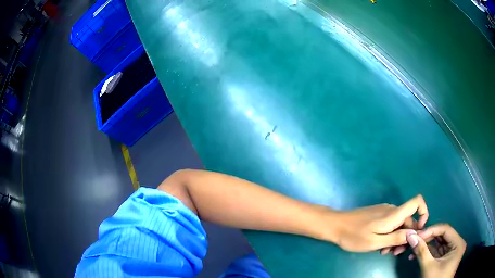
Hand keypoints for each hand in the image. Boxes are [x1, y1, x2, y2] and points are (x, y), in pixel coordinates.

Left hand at [334, 195, 427, 251]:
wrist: (335, 225)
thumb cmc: (354, 235)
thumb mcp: (375, 241)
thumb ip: (396, 237)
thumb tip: (415, 234)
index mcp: (394, 214)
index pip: (417, 202)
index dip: (424, 213)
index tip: (419, 231)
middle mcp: (392, 210)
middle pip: (409, 220)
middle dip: (407, 236)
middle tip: (395, 253)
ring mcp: (385, 212)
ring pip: (400, 224)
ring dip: (397, 238)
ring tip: (385, 252)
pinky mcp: (378, 216)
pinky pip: (391, 225)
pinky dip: (390, 235)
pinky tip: (381, 246)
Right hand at [406, 224, 465, 277]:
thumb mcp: (429, 267)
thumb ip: (421, 251)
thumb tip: (411, 235)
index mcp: (458, 243)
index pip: (445, 230)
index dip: (431, 230)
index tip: (417, 235)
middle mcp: (456, 243)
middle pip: (441, 235)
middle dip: (426, 239)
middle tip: (413, 241)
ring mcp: (451, 250)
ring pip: (437, 243)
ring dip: (424, 246)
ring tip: (412, 249)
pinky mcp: (445, 257)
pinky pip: (435, 250)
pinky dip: (426, 252)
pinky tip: (415, 255)